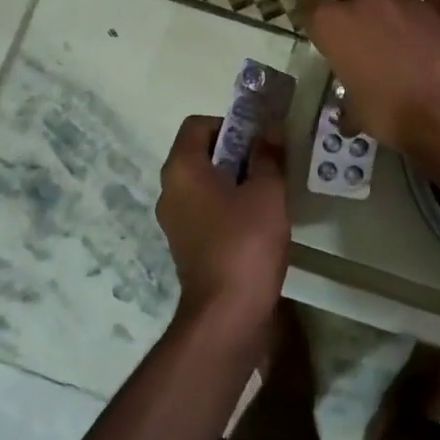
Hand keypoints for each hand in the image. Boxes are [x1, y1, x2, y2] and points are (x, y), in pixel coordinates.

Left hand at [156, 114, 289, 338]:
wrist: (226, 315)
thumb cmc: (245, 243)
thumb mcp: (267, 191)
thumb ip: (268, 155)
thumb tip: (269, 128)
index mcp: (181, 169)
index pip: (197, 125)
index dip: (230, 123)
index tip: (259, 139)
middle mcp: (170, 190)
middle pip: (200, 153)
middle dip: (236, 151)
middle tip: (270, 162)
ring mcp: (175, 221)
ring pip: (204, 183)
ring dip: (234, 179)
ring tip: (268, 190)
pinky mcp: (186, 245)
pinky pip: (206, 209)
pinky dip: (228, 205)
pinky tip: (258, 220)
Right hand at [299, 0, 439, 153]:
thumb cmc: (389, 115)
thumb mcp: (356, 112)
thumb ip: (349, 100)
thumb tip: (349, 115)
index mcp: (333, 23)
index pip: (307, 7)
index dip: (310, 20)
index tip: (316, 36)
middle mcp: (365, 1)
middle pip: (349, 1)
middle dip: (352, 23)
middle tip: (362, 54)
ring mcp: (405, 0)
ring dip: (386, 15)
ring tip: (397, 44)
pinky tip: (433, 0)